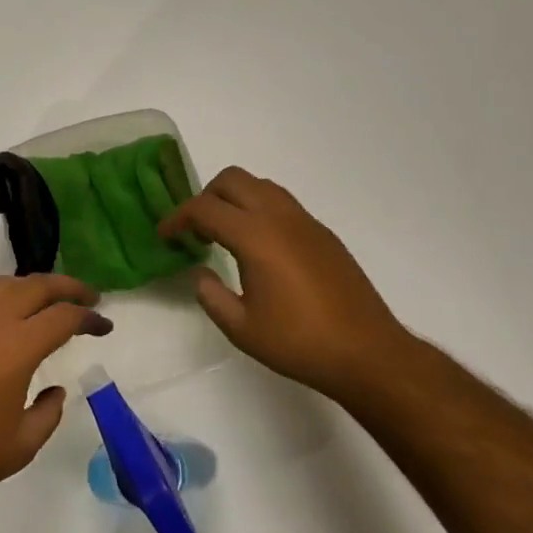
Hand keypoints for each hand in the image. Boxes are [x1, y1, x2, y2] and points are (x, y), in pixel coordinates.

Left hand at [0, 273, 110, 507]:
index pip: (62, 317)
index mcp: (16, 347)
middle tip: (89, 296)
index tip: (105, 325)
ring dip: (34, 285)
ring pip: (5, 285)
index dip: (89, 317)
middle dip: (67, 286)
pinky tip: (13, 323)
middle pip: (36, 285)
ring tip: (51, 300)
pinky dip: (8, 299)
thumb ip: (47, 415)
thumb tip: (54, 393)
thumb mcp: (21, 445)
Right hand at [158, 167, 408, 397]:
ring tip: (226, 235)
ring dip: (235, 199)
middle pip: (233, 180)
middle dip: (206, 196)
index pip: (204, 208)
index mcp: (255, 236)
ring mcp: (305, 222)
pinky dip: (260, 210)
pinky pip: (282, 203)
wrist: (367, 352)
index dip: (177, 218)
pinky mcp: (323, 233)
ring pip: (261, 186)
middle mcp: (280, 217)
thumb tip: (201, 274)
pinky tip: (260, 248)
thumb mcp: (242, 328)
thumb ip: (211, 296)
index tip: (165, 235)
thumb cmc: (299, 343)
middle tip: (196, 230)